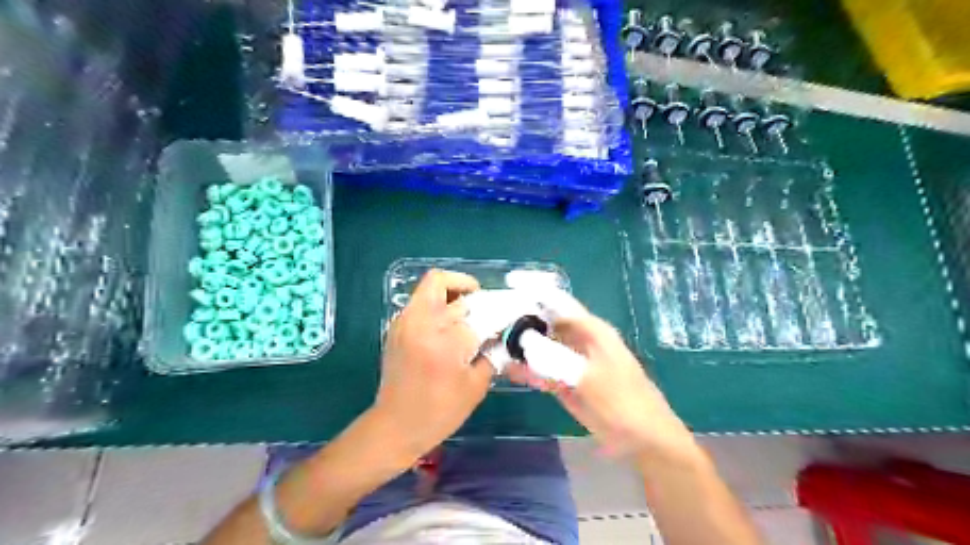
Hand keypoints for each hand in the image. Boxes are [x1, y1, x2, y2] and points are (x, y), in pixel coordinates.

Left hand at [372, 268, 492, 458]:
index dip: (495, 312)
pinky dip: (439, 302)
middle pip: (446, 285)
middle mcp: (421, 323)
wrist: (396, 426)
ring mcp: (405, 322)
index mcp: (443, 340)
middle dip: (472, 295)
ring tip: (468, 312)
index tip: (506, 317)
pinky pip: (421, 300)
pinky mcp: (397, 327)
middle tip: (485, 312)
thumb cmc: (440, 412)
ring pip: (431, 286)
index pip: (475, 311)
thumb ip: (491, 355)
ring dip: (453, 291)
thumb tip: (500, 335)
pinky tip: (450, 325)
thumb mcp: (476, 386)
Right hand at [508, 305, 696, 462]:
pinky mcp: (567, 382)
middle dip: (520, 318)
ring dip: (521, 345)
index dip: (535, 291)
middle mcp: (579, 340)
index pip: (558, 301)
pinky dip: (528, 369)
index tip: (509, 284)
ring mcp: (573, 362)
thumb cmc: (622, 403)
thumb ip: (556, 359)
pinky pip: (543, 370)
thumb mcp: (589, 380)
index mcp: (591, 330)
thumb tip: (524, 340)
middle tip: (490, 320)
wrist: (643, 440)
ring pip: (542, 345)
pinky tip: (508, 369)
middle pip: (546, 321)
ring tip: (492, 343)